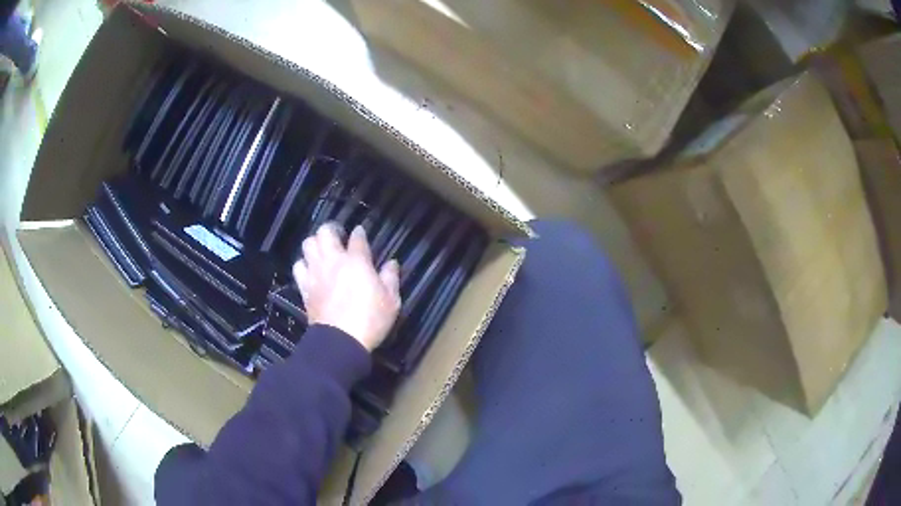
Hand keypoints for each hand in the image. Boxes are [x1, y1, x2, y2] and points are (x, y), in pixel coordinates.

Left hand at [293, 223, 400, 351]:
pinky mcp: (304, 287)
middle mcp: (333, 260)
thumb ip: (391, 278)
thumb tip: (391, 263)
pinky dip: (304, 264)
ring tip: (322, 250)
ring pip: (308, 244)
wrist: (341, 340)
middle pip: (325, 231)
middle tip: (338, 236)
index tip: (360, 233)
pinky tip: (310, 269)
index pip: (357, 237)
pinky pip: (298, 266)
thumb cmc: (370, 320)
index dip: (359, 233)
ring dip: (315, 244)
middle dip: (331, 229)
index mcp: (357, 261)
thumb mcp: (391, 300)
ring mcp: (316, 272)